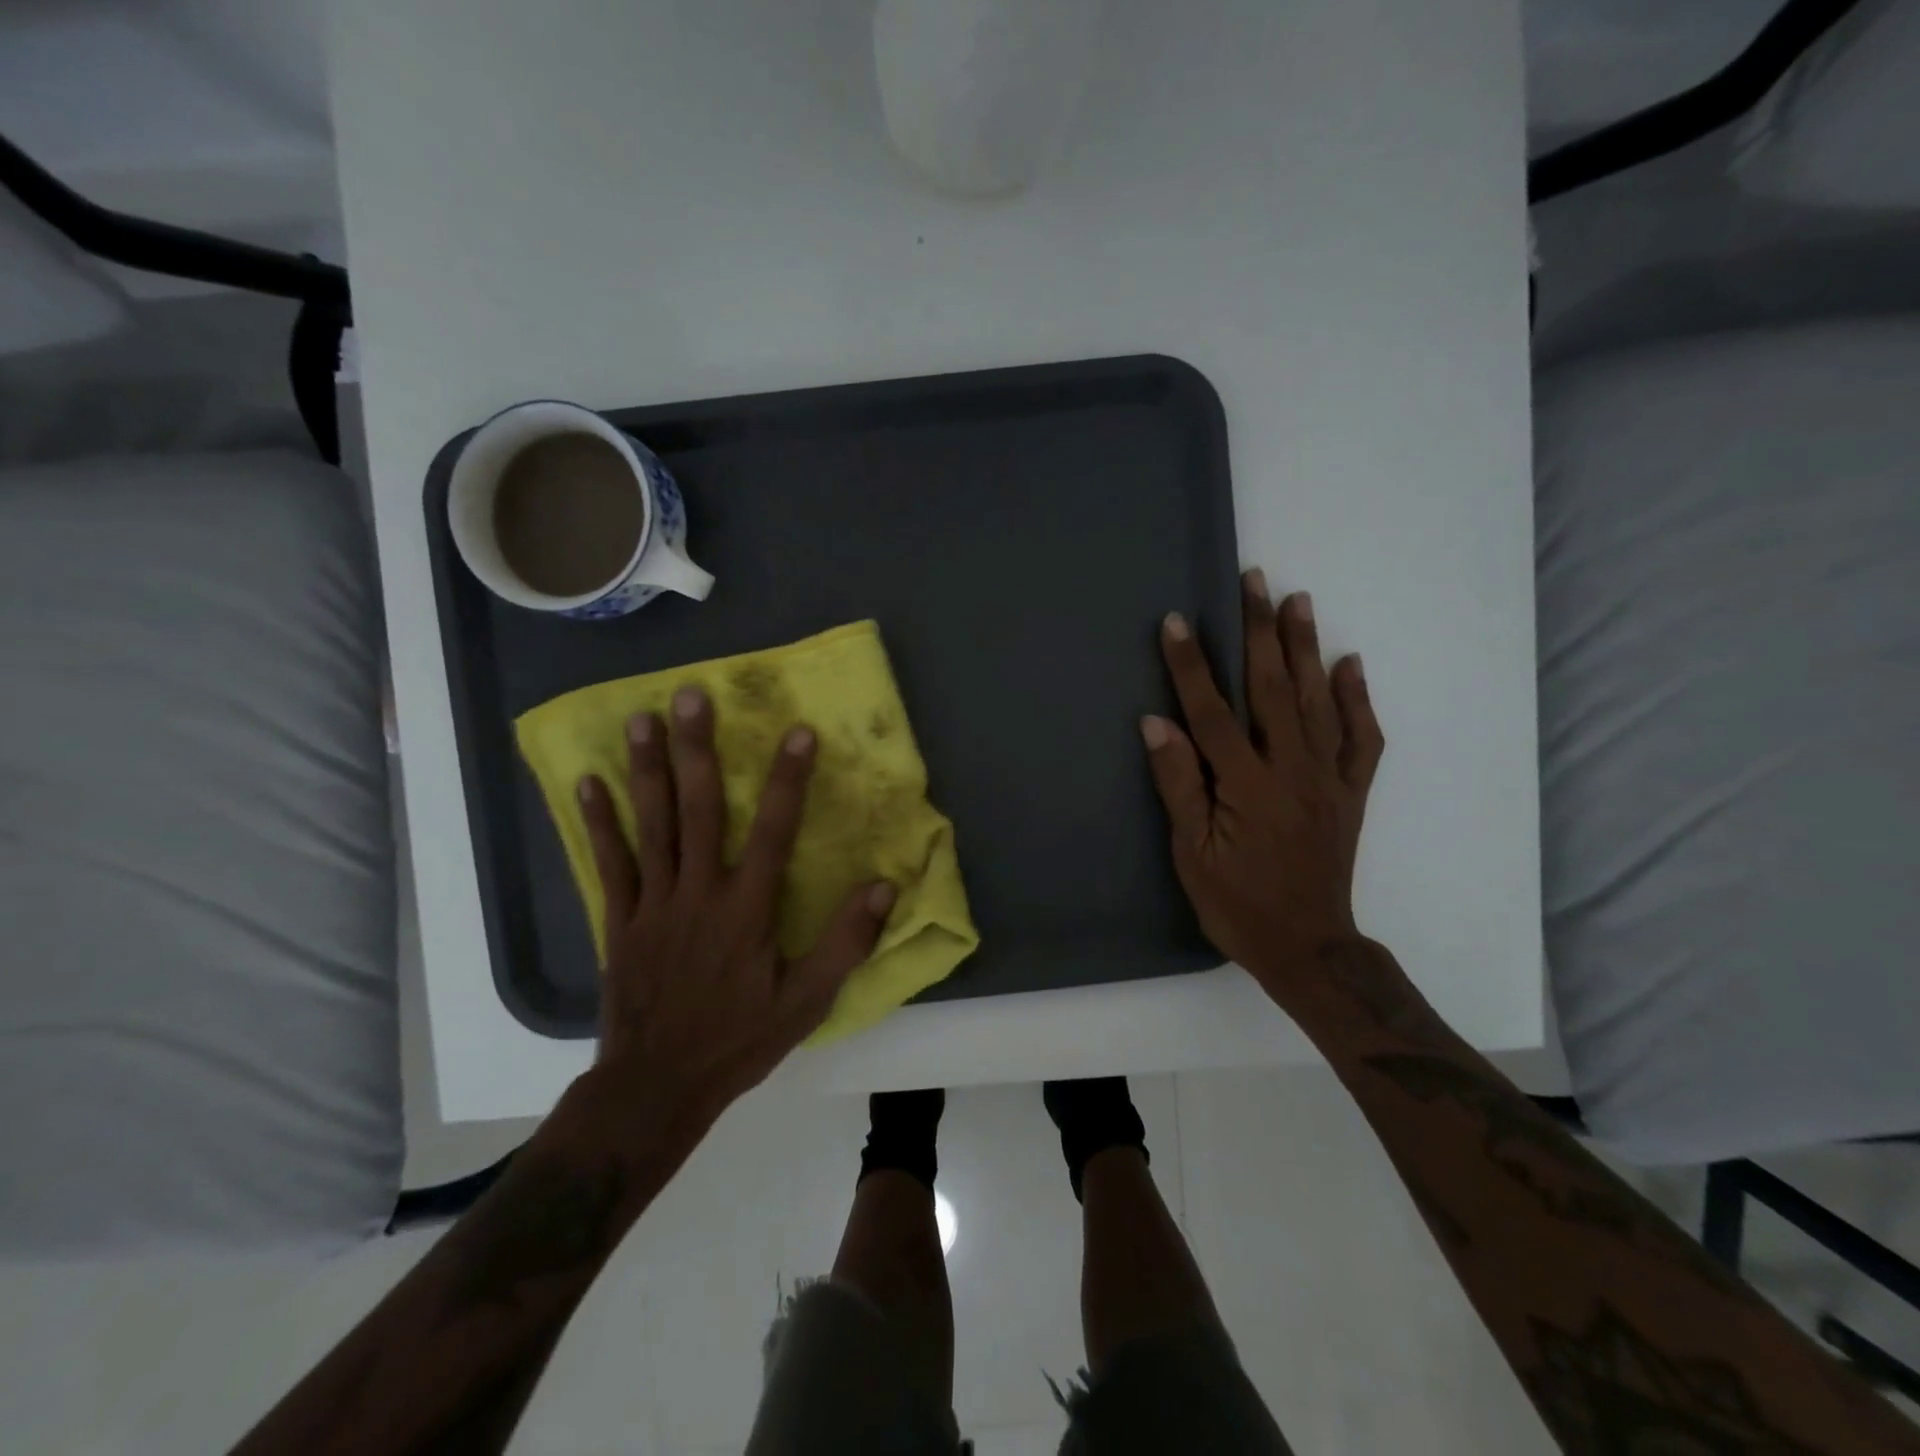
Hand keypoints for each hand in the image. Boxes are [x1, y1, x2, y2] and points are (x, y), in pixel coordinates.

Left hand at [577, 686, 895, 1136]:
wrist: (656, 1086)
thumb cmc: (738, 1039)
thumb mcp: (806, 1002)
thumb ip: (846, 943)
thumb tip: (883, 887)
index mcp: (747, 909)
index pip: (773, 831)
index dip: (788, 780)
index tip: (799, 732)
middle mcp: (699, 892)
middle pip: (698, 810)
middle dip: (698, 750)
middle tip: (691, 696)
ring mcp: (654, 903)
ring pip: (651, 825)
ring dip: (646, 770)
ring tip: (642, 719)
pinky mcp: (620, 919)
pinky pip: (610, 862)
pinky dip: (600, 822)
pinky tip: (589, 783)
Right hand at [1142, 570, 1384, 1007]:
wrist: (1306, 945)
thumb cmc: (1236, 903)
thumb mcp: (1191, 852)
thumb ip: (1178, 784)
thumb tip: (1157, 723)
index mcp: (1245, 786)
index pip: (1212, 712)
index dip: (1191, 665)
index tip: (1176, 621)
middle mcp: (1291, 770)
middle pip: (1272, 690)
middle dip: (1259, 632)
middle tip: (1254, 580)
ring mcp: (1327, 778)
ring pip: (1318, 702)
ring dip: (1306, 648)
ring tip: (1297, 600)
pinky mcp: (1351, 792)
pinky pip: (1362, 738)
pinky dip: (1357, 699)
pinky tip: (1349, 664)